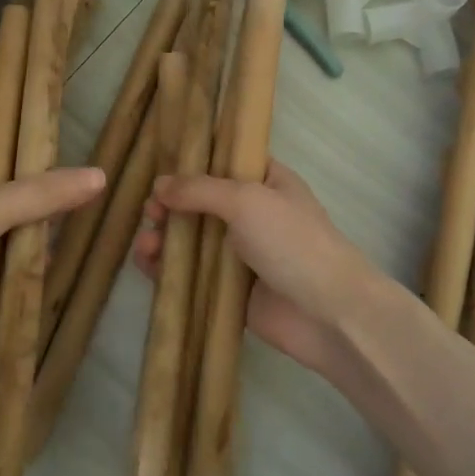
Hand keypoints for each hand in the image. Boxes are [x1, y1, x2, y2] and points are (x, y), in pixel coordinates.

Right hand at [133, 160, 389, 377]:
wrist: (328, 312)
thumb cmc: (292, 241)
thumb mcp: (246, 200)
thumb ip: (200, 189)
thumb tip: (159, 185)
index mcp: (266, 182)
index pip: (225, 163)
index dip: (192, 165)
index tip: (160, 171)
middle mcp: (253, 214)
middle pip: (201, 203)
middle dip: (171, 206)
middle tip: (151, 214)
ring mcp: (242, 254)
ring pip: (193, 241)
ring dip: (166, 239)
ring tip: (146, 245)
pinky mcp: (232, 291)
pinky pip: (194, 276)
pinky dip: (169, 270)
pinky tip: (147, 265)